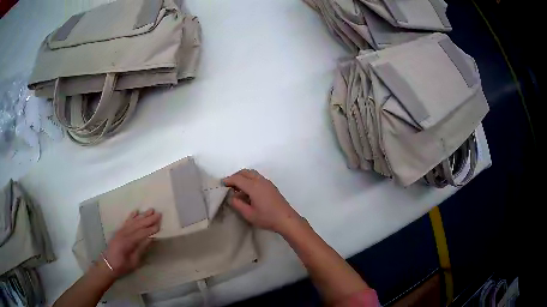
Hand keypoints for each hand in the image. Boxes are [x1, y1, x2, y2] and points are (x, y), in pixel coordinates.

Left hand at [102, 209, 161, 277]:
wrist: (108, 265)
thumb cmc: (122, 266)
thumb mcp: (133, 262)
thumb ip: (141, 249)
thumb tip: (151, 239)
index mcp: (127, 242)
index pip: (141, 233)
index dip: (151, 229)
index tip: (160, 225)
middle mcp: (123, 234)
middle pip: (138, 225)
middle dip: (148, 219)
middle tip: (158, 214)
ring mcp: (120, 231)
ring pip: (133, 221)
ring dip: (142, 215)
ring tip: (151, 210)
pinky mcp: (119, 231)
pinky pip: (126, 221)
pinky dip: (131, 216)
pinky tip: (136, 211)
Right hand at [223, 169, 302, 233]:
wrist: (286, 219)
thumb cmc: (267, 218)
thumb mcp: (249, 214)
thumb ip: (237, 204)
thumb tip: (231, 197)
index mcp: (254, 186)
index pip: (237, 179)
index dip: (228, 180)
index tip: (221, 184)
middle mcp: (260, 181)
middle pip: (245, 172)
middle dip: (235, 176)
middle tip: (229, 185)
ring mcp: (267, 182)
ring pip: (252, 173)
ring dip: (243, 177)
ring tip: (237, 188)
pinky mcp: (271, 186)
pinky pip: (257, 177)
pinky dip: (249, 179)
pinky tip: (248, 191)